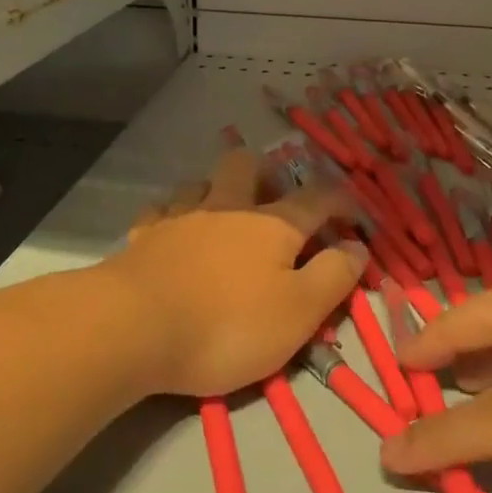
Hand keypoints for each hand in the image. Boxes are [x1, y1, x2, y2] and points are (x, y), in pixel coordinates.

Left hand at [108, 149, 365, 398]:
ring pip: (202, 181)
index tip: (354, 211)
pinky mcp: (144, 235)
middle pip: (248, 165)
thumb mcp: (298, 313)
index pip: (317, 198)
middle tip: (275, 201)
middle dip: (266, 173)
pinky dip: (174, 215)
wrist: (134, 327)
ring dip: (217, 190)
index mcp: (272, 224)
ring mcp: (181, 216)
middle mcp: (227, 206)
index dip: (341, 200)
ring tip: (224, 214)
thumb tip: (357, 245)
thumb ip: (333, 276)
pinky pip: (161, 209)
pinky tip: (175, 230)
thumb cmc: (227, 325)